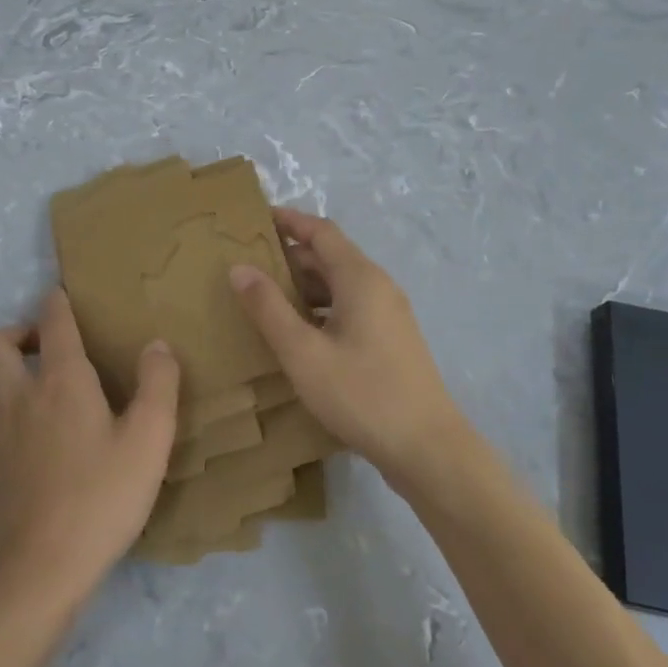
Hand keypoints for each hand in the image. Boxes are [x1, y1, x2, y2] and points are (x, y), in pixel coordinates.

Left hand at [0, 289, 178, 603]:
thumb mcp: (149, 439)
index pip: (52, 322)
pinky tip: (51, 436)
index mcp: (61, 381)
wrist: (39, 571)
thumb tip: (156, 345)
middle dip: (19, 332)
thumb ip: (158, 385)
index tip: (68, 294)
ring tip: (54, 384)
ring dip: (14, 368)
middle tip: (53, 344)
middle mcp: (22, 397)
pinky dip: (17, 407)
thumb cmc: (102, 497)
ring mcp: (2, 434)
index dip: (58, 301)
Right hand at [229, 208, 470, 484]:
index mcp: (360, 278)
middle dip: (290, 256)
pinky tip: (298, 333)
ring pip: (340, 285)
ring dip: (304, 285)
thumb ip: (269, 308)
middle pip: (330, 256)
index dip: (288, 221)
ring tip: (264, 298)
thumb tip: (240, 267)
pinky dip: (320, 309)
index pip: (321, 231)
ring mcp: (389, 314)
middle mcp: (378, 286)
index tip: (255, 218)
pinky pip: (349, 308)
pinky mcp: (391, 340)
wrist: (427, 448)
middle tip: (248, 264)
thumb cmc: (361, 394)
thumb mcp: (303, 353)